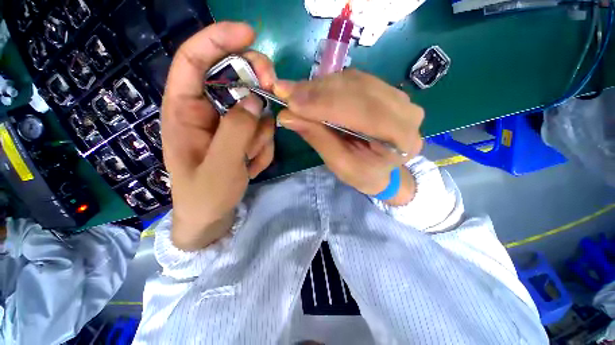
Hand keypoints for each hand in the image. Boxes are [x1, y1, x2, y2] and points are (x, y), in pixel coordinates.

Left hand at [162, 22, 275, 250]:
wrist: (211, 215)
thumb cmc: (205, 195)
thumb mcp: (219, 167)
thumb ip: (235, 132)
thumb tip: (255, 100)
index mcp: (185, 111)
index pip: (194, 60)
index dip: (219, 39)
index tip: (249, 33)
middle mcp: (207, 111)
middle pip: (235, 80)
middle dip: (257, 88)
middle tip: (273, 97)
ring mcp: (229, 125)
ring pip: (257, 112)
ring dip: (259, 137)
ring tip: (247, 162)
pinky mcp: (244, 136)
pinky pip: (263, 132)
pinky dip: (262, 149)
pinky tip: (250, 166)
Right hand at [275, 70, 423, 205]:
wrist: (382, 171)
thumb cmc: (363, 174)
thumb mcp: (340, 164)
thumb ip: (318, 138)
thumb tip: (287, 115)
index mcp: (402, 139)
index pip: (364, 112)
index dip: (326, 104)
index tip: (292, 101)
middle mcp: (406, 112)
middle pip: (359, 90)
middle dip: (319, 92)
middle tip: (286, 93)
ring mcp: (399, 97)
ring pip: (355, 81)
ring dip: (321, 86)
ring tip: (295, 93)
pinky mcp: (386, 91)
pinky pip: (355, 80)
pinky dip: (330, 84)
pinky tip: (311, 91)